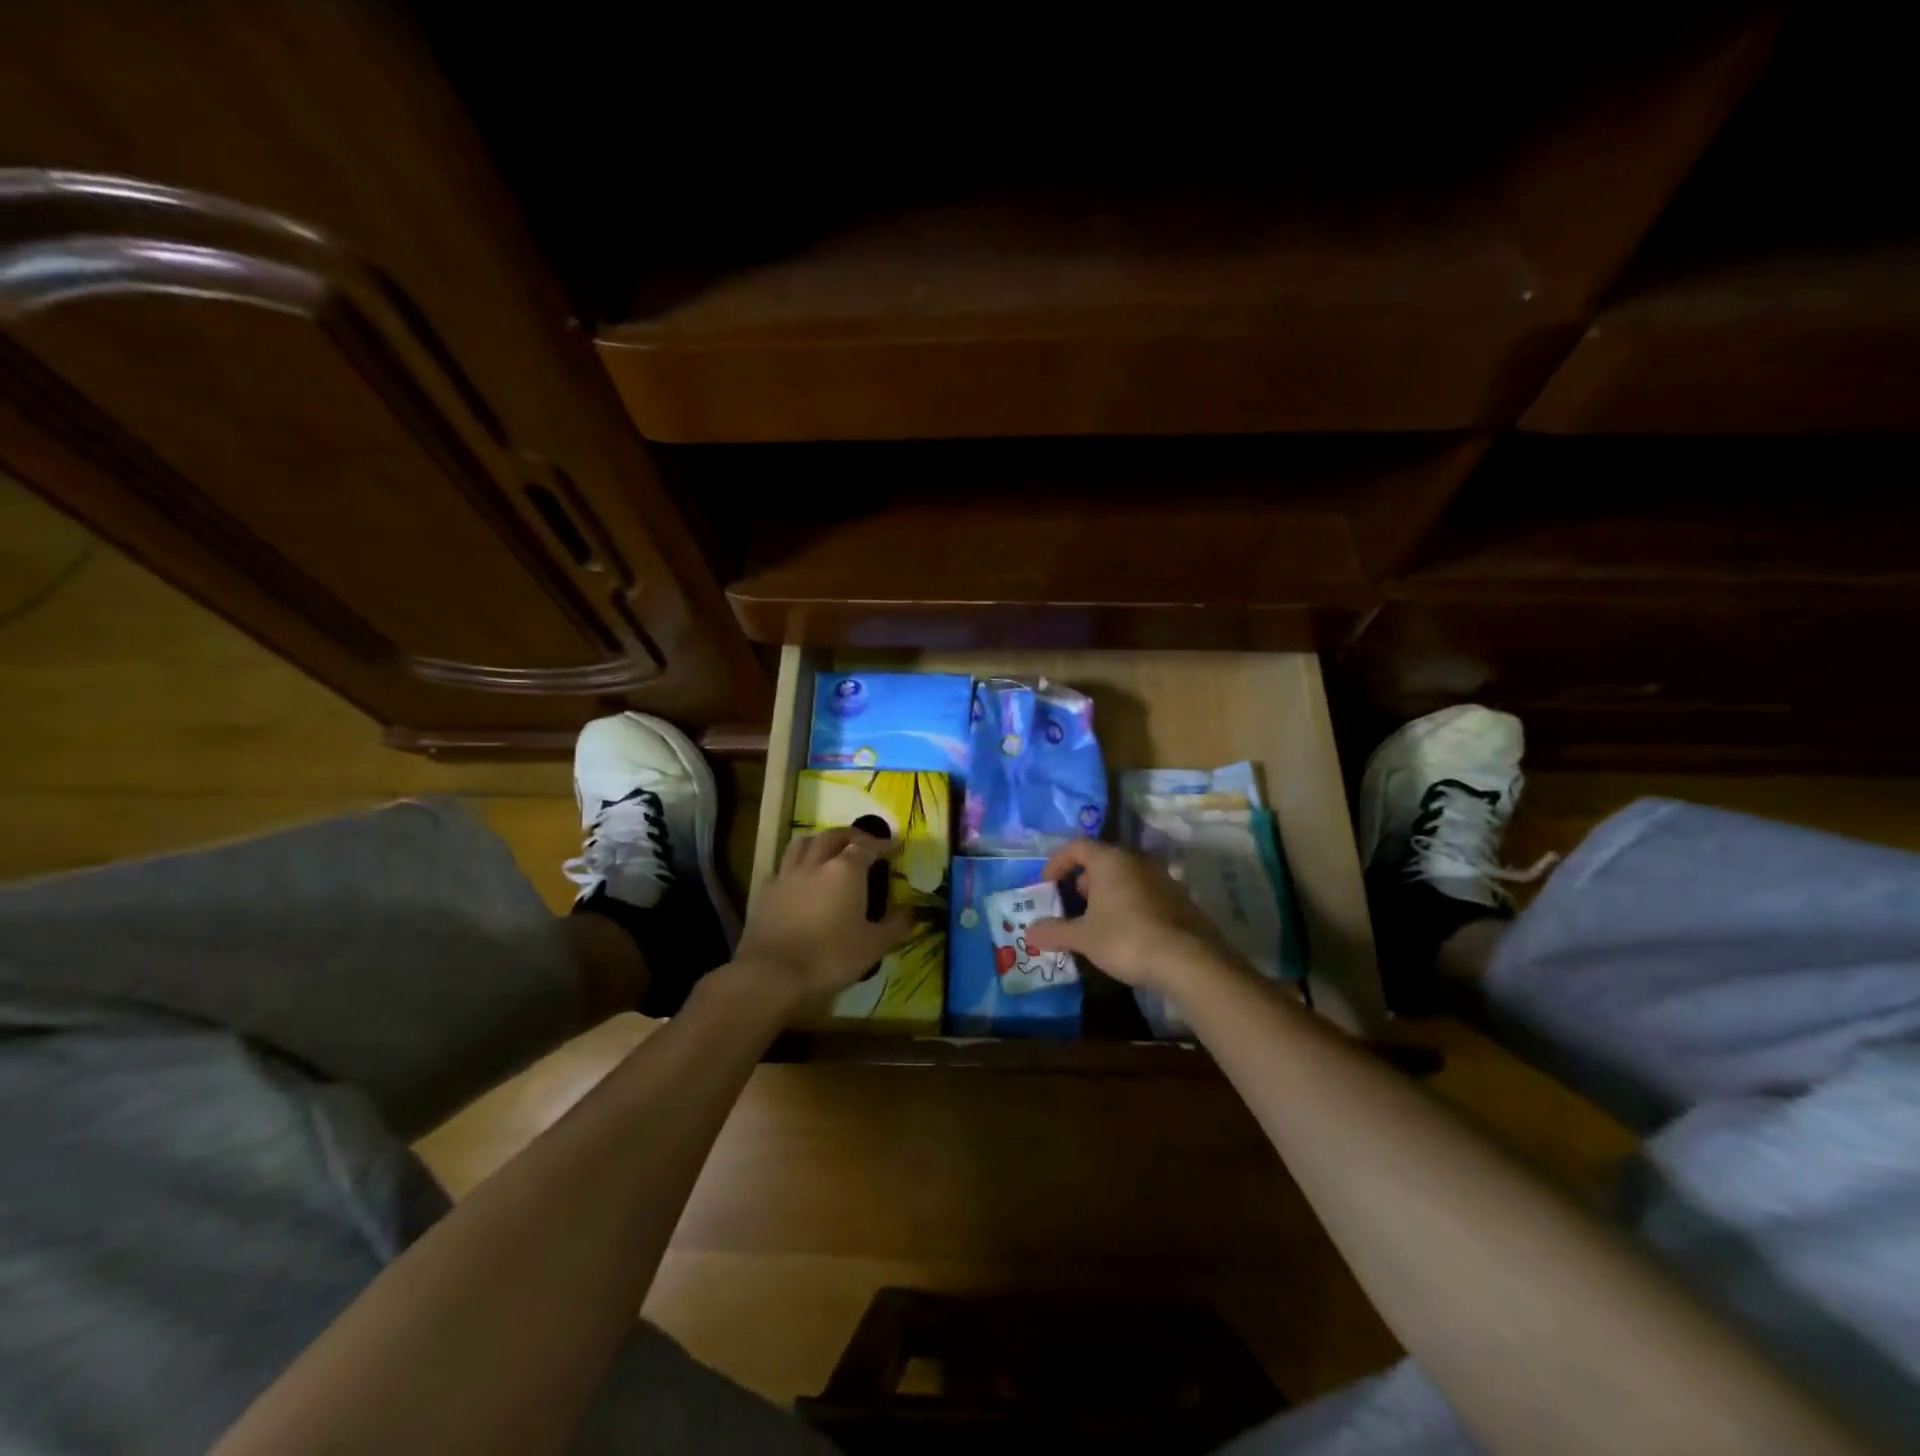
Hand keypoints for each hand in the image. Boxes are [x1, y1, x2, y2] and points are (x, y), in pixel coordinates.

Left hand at [736, 828, 912, 999]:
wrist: (772, 974)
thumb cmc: (830, 957)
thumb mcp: (873, 946)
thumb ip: (896, 926)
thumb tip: (913, 911)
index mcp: (845, 870)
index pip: (868, 846)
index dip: (883, 844)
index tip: (895, 846)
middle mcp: (816, 864)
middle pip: (833, 836)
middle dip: (851, 835)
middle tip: (863, 842)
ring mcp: (787, 875)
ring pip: (802, 843)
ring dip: (819, 841)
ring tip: (829, 849)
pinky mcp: (765, 892)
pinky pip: (783, 867)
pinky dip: (796, 865)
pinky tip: (799, 878)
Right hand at [1024, 840, 1236, 993]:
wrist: (1188, 961)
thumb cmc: (1126, 939)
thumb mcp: (1083, 937)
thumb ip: (1054, 931)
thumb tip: (1029, 932)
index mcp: (1110, 860)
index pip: (1077, 846)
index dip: (1057, 863)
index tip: (1047, 885)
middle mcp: (1137, 860)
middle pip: (1102, 860)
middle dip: (1082, 880)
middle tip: (1071, 905)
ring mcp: (1162, 878)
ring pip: (1125, 877)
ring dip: (1106, 893)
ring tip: (1096, 922)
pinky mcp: (1179, 899)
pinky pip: (1144, 893)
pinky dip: (1128, 904)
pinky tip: (1125, 933)